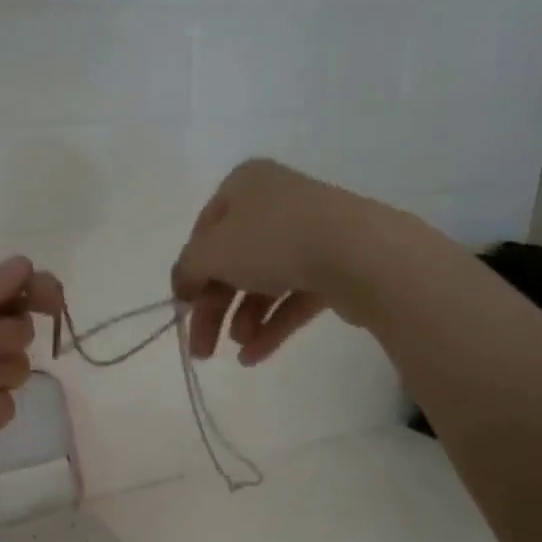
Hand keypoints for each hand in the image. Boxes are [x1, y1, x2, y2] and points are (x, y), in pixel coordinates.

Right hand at [170, 159, 383, 364]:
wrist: (358, 253)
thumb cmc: (273, 241)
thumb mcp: (211, 252)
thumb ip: (187, 269)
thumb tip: (183, 286)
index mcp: (245, 185)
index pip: (204, 230)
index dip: (190, 270)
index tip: (183, 306)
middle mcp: (276, 203)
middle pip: (232, 262)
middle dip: (214, 309)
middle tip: (201, 349)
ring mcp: (309, 234)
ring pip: (263, 282)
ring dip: (243, 319)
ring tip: (238, 349)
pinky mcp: (334, 266)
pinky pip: (293, 297)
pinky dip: (272, 326)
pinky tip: (255, 356)